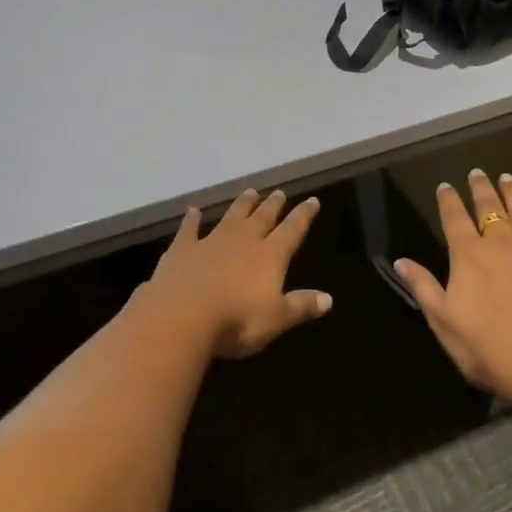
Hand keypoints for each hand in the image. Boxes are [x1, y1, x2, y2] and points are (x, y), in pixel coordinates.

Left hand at [144, 189, 332, 358]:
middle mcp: (243, 241)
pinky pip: (189, 229)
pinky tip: (193, 210)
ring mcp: (211, 241)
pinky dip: (192, 219)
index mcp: (269, 256)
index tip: (312, 200)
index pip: (292, 231)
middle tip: (279, 192)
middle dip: (272, 205)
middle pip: (262, 218)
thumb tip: (329, 299)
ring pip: (231, 217)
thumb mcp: (276, 319)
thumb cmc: (236, 320)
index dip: (303, 216)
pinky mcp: (183, 249)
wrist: (183, 314)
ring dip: (241, 204)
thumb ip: (301, 306)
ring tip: (250, 191)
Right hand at [395, 170, 511, 410]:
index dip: (448, 200)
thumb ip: (423, 287)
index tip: (445, 185)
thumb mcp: (443, 322)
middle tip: (478, 172)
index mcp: (469, 255)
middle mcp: (502, 244)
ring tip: (508, 179)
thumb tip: (400, 261)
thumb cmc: (488, 348)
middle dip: (482, 189)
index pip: (454, 218)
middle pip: (490, 208)